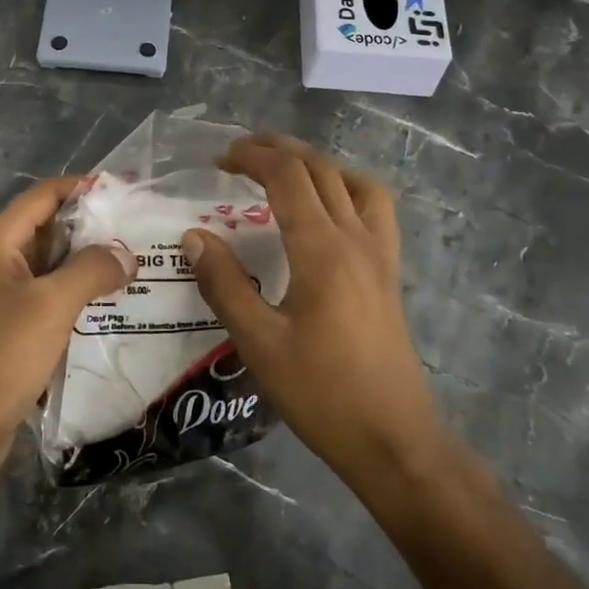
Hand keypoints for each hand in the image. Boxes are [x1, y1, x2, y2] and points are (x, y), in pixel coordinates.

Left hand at [0, 176, 136, 478]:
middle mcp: (4, 260)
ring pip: (59, 264)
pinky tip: (121, 301)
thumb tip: (127, 254)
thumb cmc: (1, 355)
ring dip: (94, 261)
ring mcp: (12, 294)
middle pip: (55, 226)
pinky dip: (85, 293)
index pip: (46, 194)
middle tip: (145, 229)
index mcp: (1, 242)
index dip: (85, 186)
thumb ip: (91, 270)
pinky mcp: (20, 325)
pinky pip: (58, 296)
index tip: (129, 190)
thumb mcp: (50, 305)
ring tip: (143, 262)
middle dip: (97, 225)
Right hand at [180, 133, 442, 490]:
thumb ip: (224, 284)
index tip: (220, 159)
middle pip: (319, 168)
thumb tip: (194, 236)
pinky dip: (347, 188)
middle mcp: (355, 238)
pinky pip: (374, 208)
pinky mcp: (389, 272)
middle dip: (278, 150)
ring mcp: (379, 253)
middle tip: (240, 153)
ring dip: (315, 163)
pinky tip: (328, 209)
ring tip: (282, 170)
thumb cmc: (321, 393)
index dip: (252, 157)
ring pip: (352, 181)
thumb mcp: (259, 342)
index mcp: (322, 249)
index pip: (287, 176)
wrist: (394, 438)